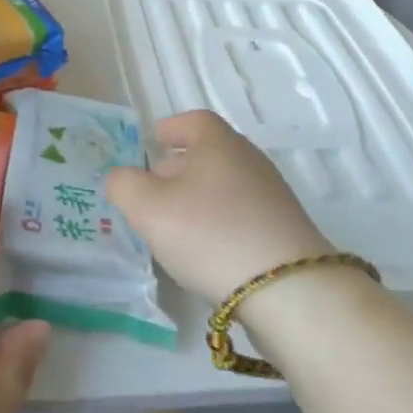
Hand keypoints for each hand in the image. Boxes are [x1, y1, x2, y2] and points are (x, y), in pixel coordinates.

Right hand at [106, 110, 333, 305]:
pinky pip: (241, 214)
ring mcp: (272, 195)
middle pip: (207, 153)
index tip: (152, 143)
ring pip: (223, 185)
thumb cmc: (211, 234)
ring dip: (198, 199)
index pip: (192, 121)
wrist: (290, 290)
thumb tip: (121, 177)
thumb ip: (123, 185)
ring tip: (175, 227)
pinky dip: (219, 222)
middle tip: (152, 191)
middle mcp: (248, 159)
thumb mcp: (148, 208)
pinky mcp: (284, 230)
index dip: (170, 129)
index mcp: (218, 142)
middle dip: (177, 168)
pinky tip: (207, 251)